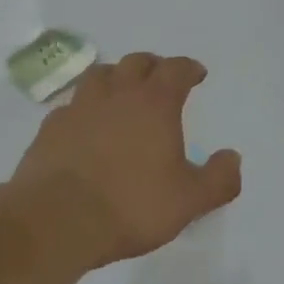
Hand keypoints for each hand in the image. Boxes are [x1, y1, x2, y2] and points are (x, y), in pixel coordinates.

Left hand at [11, 52, 241, 269]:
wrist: (57, 220)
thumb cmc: (131, 205)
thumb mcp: (188, 201)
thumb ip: (218, 179)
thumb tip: (233, 158)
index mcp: (154, 103)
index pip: (175, 69)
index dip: (188, 68)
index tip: (196, 74)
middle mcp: (116, 95)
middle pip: (135, 63)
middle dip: (152, 66)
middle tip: (160, 78)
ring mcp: (79, 107)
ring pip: (99, 75)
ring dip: (115, 76)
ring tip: (121, 91)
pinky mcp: (50, 128)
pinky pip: (72, 104)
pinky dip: (85, 106)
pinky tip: (86, 124)